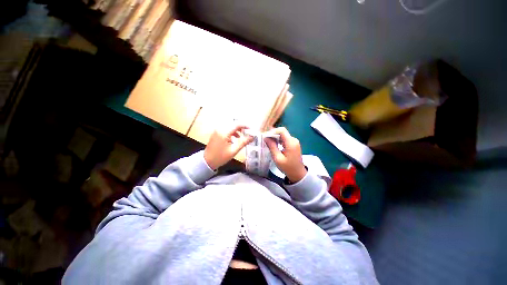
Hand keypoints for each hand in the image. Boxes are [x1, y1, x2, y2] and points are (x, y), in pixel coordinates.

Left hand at [204, 125, 253, 169]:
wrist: (207, 161)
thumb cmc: (220, 157)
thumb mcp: (233, 150)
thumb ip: (243, 142)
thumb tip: (252, 137)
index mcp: (224, 132)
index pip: (237, 124)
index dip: (245, 126)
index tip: (252, 130)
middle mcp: (220, 128)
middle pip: (234, 124)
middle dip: (242, 128)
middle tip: (248, 133)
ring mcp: (217, 130)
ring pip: (230, 126)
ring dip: (237, 130)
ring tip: (243, 136)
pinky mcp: (216, 133)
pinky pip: (226, 129)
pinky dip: (232, 132)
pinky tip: (235, 138)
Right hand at [264, 127, 306, 182]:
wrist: (298, 174)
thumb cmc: (288, 167)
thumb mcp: (278, 158)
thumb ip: (272, 147)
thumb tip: (265, 138)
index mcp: (291, 142)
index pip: (282, 130)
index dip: (273, 131)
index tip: (266, 136)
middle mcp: (293, 140)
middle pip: (282, 132)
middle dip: (272, 134)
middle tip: (265, 140)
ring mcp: (294, 142)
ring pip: (282, 135)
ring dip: (275, 137)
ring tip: (267, 142)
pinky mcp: (293, 144)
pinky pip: (284, 139)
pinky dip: (278, 140)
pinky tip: (273, 145)